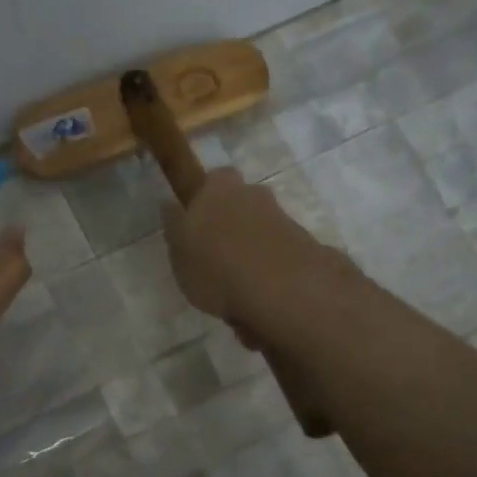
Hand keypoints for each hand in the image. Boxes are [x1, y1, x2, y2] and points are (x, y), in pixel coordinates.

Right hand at [162, 167, 341, 324]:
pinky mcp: (304, 245)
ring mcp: (282, 218)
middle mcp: (254, 194)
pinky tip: (260, 297)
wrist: (282, 289)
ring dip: (250, 252)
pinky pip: (277, 255)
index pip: (212, 180)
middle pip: (239, 204)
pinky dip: (269, 270)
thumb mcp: (178, 251)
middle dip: (230, 225)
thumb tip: (171, 205)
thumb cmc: (216, 266)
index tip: (196, 224)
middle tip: (216, 259)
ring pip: (259, 231)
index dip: (205, 200)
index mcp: (219, 187)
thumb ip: (174, 226)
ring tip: (237, 290)